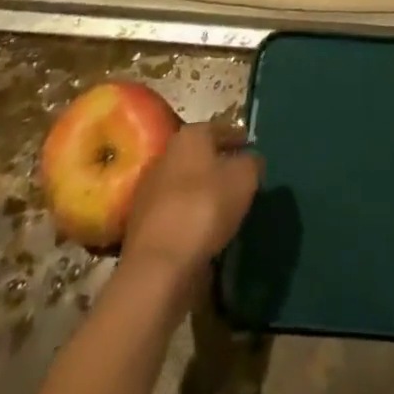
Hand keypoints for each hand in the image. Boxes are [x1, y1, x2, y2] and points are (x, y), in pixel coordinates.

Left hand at [121, 121, 261, 282]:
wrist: (158, 266)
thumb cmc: (205, 207)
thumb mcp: (245, 178)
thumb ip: (252, 163)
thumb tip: (251, 160)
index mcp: (190, 136)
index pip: (220, 128)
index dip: (237, 136)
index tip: (251, 147)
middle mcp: (166, 155)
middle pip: (199, 155)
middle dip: (217, 164)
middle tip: (239, 178)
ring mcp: (149, 191)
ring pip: (185, 184)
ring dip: (201, 192)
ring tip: (224, 208)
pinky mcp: (141, 225)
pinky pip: (174, 213)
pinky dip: (188, 217)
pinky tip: (203, 231)